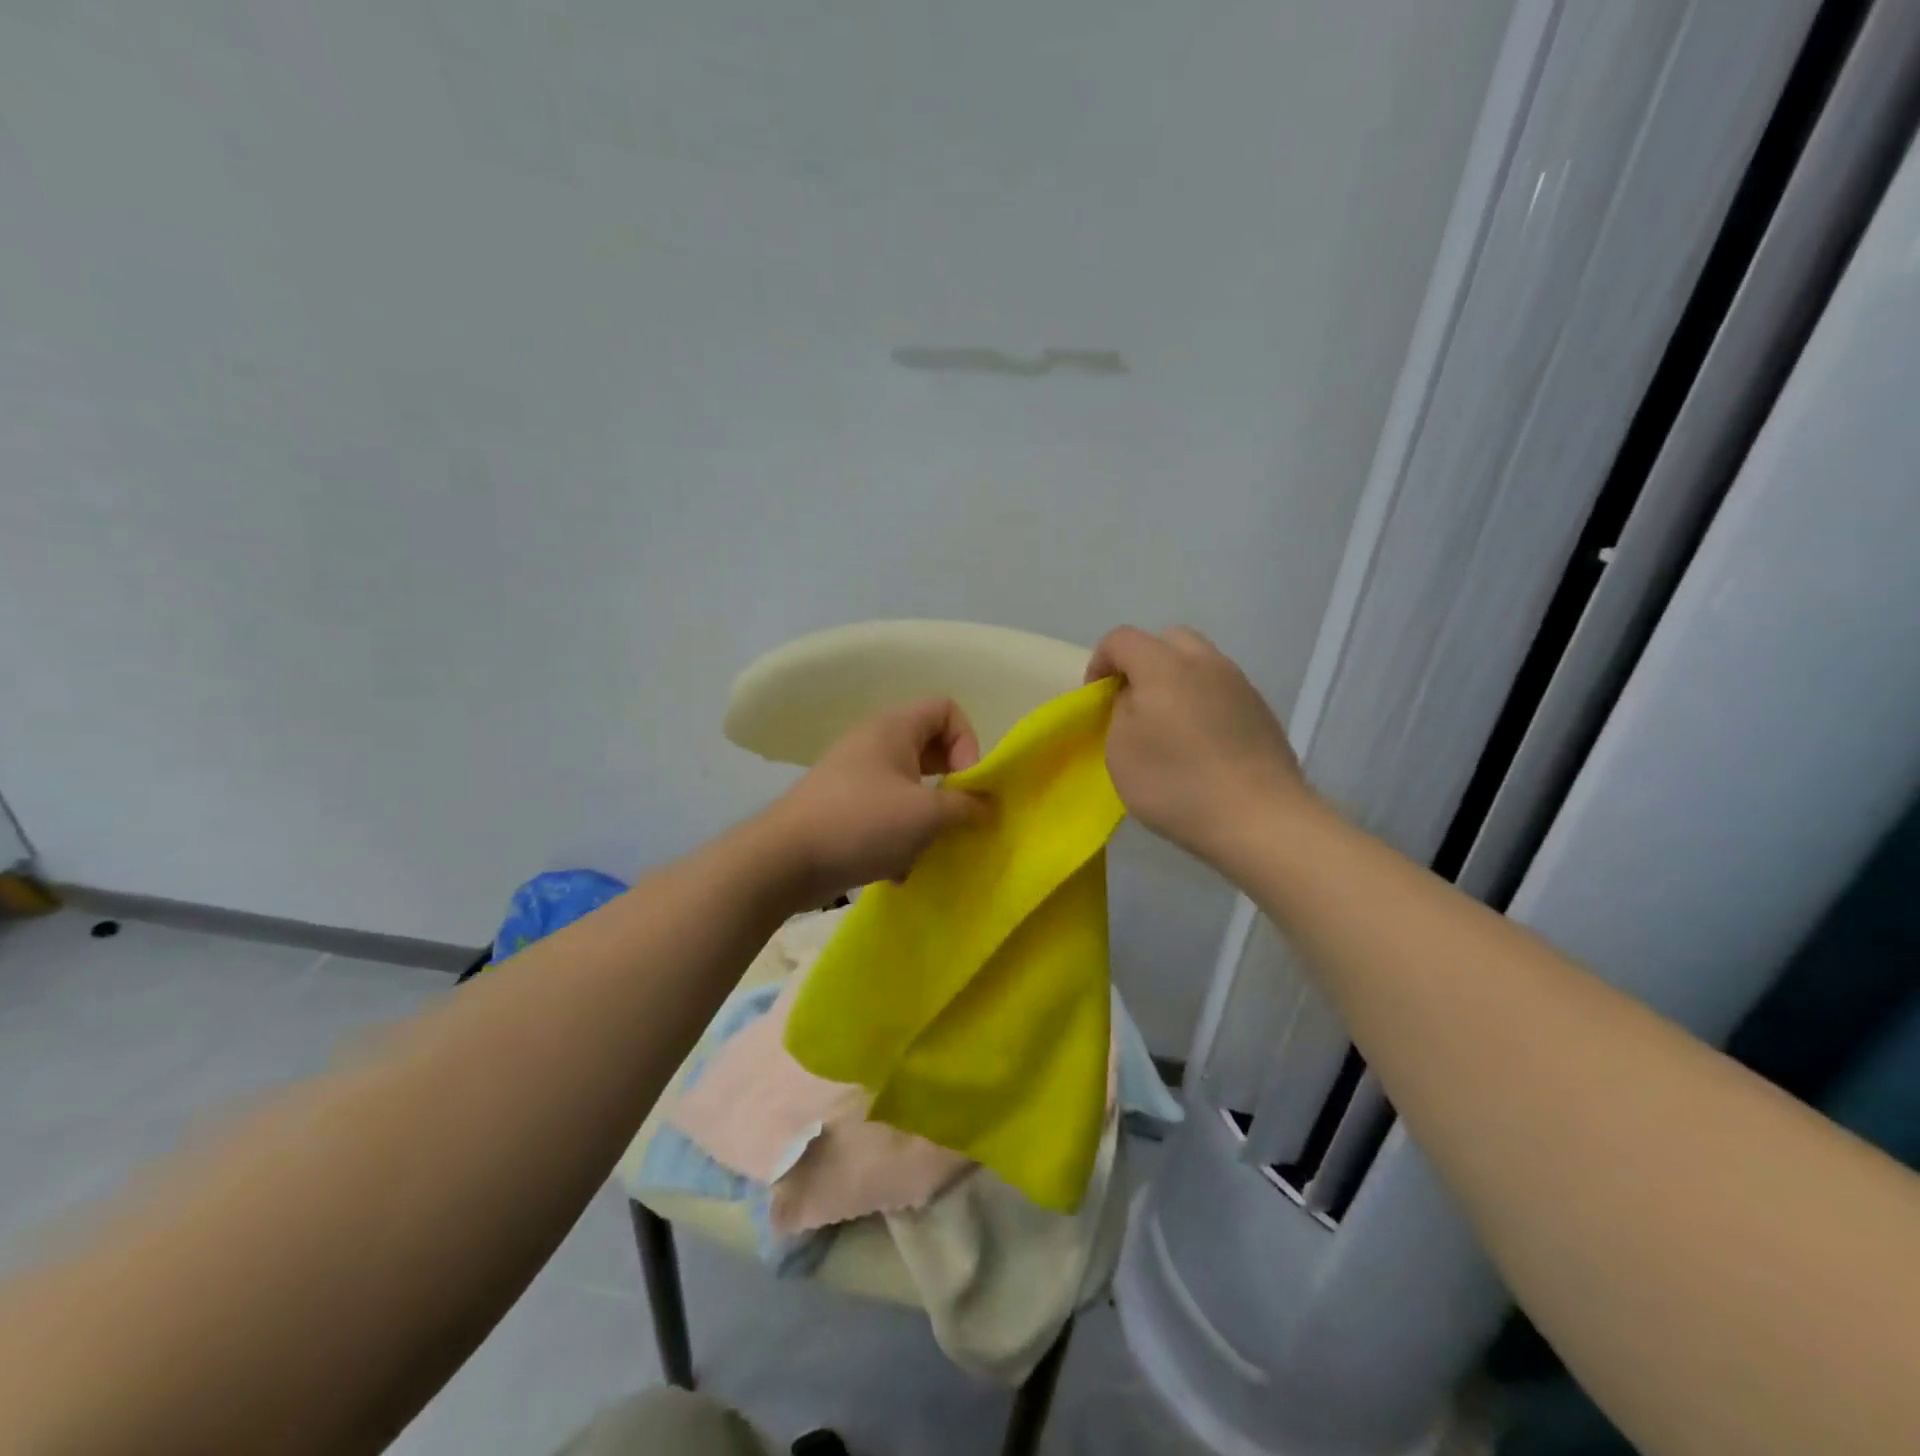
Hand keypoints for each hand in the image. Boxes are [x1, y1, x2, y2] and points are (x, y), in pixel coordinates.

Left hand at [762, 698, 991, 903]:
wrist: (785, 859)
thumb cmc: (862, 822)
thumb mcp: (926, 815)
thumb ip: (966, 807)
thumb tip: (988, 807)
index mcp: (894, 728)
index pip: (946, 709)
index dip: (967, 741)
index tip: (967, 782)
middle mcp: (874, 742)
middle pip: (929, 748)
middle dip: (950, 783)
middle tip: (957, 814)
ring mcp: (855, 775)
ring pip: (909, 785)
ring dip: (926, 816)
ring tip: (929, 846)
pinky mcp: (842, 806)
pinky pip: (885, 811)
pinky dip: (898, 835)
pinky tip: (898, 868)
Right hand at [1086, 625, 1313, 869]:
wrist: (1260, 818)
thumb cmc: (1176, 784)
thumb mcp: (1120, 751)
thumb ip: (1120, 711)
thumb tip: (1135, 698)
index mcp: (1164, 666)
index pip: (1121, 639)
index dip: (1100, 662)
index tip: (1096, 699)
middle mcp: (1206, 663)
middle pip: (1167, 640)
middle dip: (1142, 662)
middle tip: (1134, 703)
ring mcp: (1240, 685)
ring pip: (1199, 663)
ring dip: (1176, 682)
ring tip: (1168, 726)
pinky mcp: (1262, 711)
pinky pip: (1222, 691)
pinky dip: (1203, 703)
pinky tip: (1201, 745)